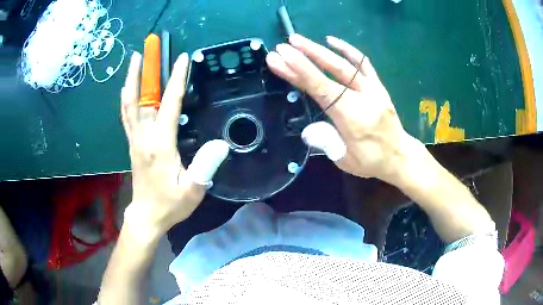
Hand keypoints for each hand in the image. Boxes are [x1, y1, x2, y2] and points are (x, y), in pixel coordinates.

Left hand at [120, 52, 228, 235]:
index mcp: (160, 145)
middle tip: (143, 51)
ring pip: (129, 105)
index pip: (168, 105)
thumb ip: (206, 167)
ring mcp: (135, 140)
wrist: (147, 216)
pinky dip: (126, 99)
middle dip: (143, 72)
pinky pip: (126, 116)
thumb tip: (221, 143)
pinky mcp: (132, 144)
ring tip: (133, 61)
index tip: (182, 59)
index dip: (177, 80)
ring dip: (131, 81)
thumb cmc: (170, 204)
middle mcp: (144, 137)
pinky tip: (128, 88)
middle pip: (139, 99)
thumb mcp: (193, 190)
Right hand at [266, 34, 420, 184]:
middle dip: (305, 56)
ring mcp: (373, 90)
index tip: (282, 56)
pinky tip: (332, 40)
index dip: (301, 71)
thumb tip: (308, 130)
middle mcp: (363, 98)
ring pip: (345, 64)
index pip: (322, 88)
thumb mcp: (345, 160)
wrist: (400, 156)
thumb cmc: (372, 161)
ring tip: (298, 40)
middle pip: (331, 72)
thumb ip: (326, 142)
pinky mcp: (378, 86)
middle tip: (283, 46)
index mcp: (352, 118)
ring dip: (320, 50)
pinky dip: (348, 50)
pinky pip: (364, 64)